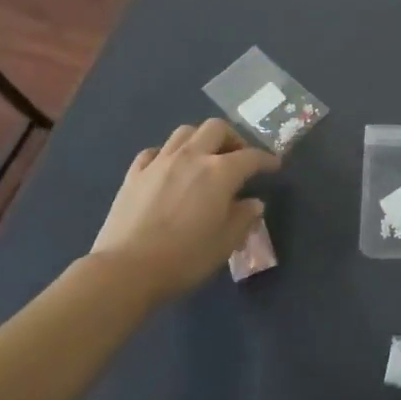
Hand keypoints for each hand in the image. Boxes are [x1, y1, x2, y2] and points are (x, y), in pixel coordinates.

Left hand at [89, 119, 277, 301]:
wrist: (126, 270)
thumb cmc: (185, 258)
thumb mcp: (226, 243)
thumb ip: (244, 218)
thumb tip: (253, 203)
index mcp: (220, 172)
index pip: (251, 157)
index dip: (266, 159)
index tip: (274, 166)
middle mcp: (191, 157)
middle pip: (216, 128)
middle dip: (233, 138)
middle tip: (238, 157)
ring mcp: (159, 162)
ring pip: (184, 133)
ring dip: (200, 140)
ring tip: (204, 159)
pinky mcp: (134, 174)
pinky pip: (154, 152)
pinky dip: (167, 155)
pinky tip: (169, 170)